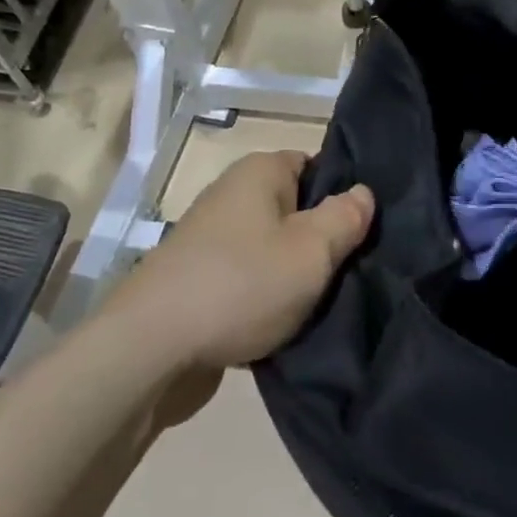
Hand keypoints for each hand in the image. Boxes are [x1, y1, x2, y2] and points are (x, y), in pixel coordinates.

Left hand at [112, 150, 374, 371]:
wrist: (150, 351)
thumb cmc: (241, 285)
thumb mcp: (311, 250)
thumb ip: (345, 218)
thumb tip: (363, 193)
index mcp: (258, 172)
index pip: (315, 164)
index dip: (343, 192)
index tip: (366, 228)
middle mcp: (232, 195)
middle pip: (295, 209)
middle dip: (323, 238)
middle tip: (353, 268)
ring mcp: (211, 239)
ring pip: (273, 247)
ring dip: (295, 272)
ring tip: (324, 300)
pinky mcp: (199, 280)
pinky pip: (249, 278)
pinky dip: (267, 296)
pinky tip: (286, 322)